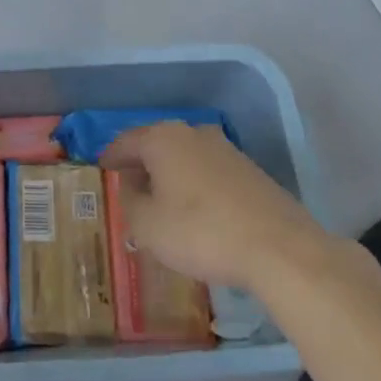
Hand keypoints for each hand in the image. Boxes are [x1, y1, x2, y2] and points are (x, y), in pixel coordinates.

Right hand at [101, 121, 328, 288]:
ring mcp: (225, 149)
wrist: (278, 248)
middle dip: (141, 166)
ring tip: (162, 205)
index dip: (110, 157)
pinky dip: (195, 186)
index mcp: (162, 138)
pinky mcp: (249, 170)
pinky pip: (208, 172)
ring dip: (170, 176)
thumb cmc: (201, 232)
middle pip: (156, 145)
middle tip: (129, 190)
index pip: (125, 141)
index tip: (101, 171)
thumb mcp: (147, 226)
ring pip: (185, 158)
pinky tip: (197, 214)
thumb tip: (131, 187)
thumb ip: (129, 202)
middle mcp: (192, 133)